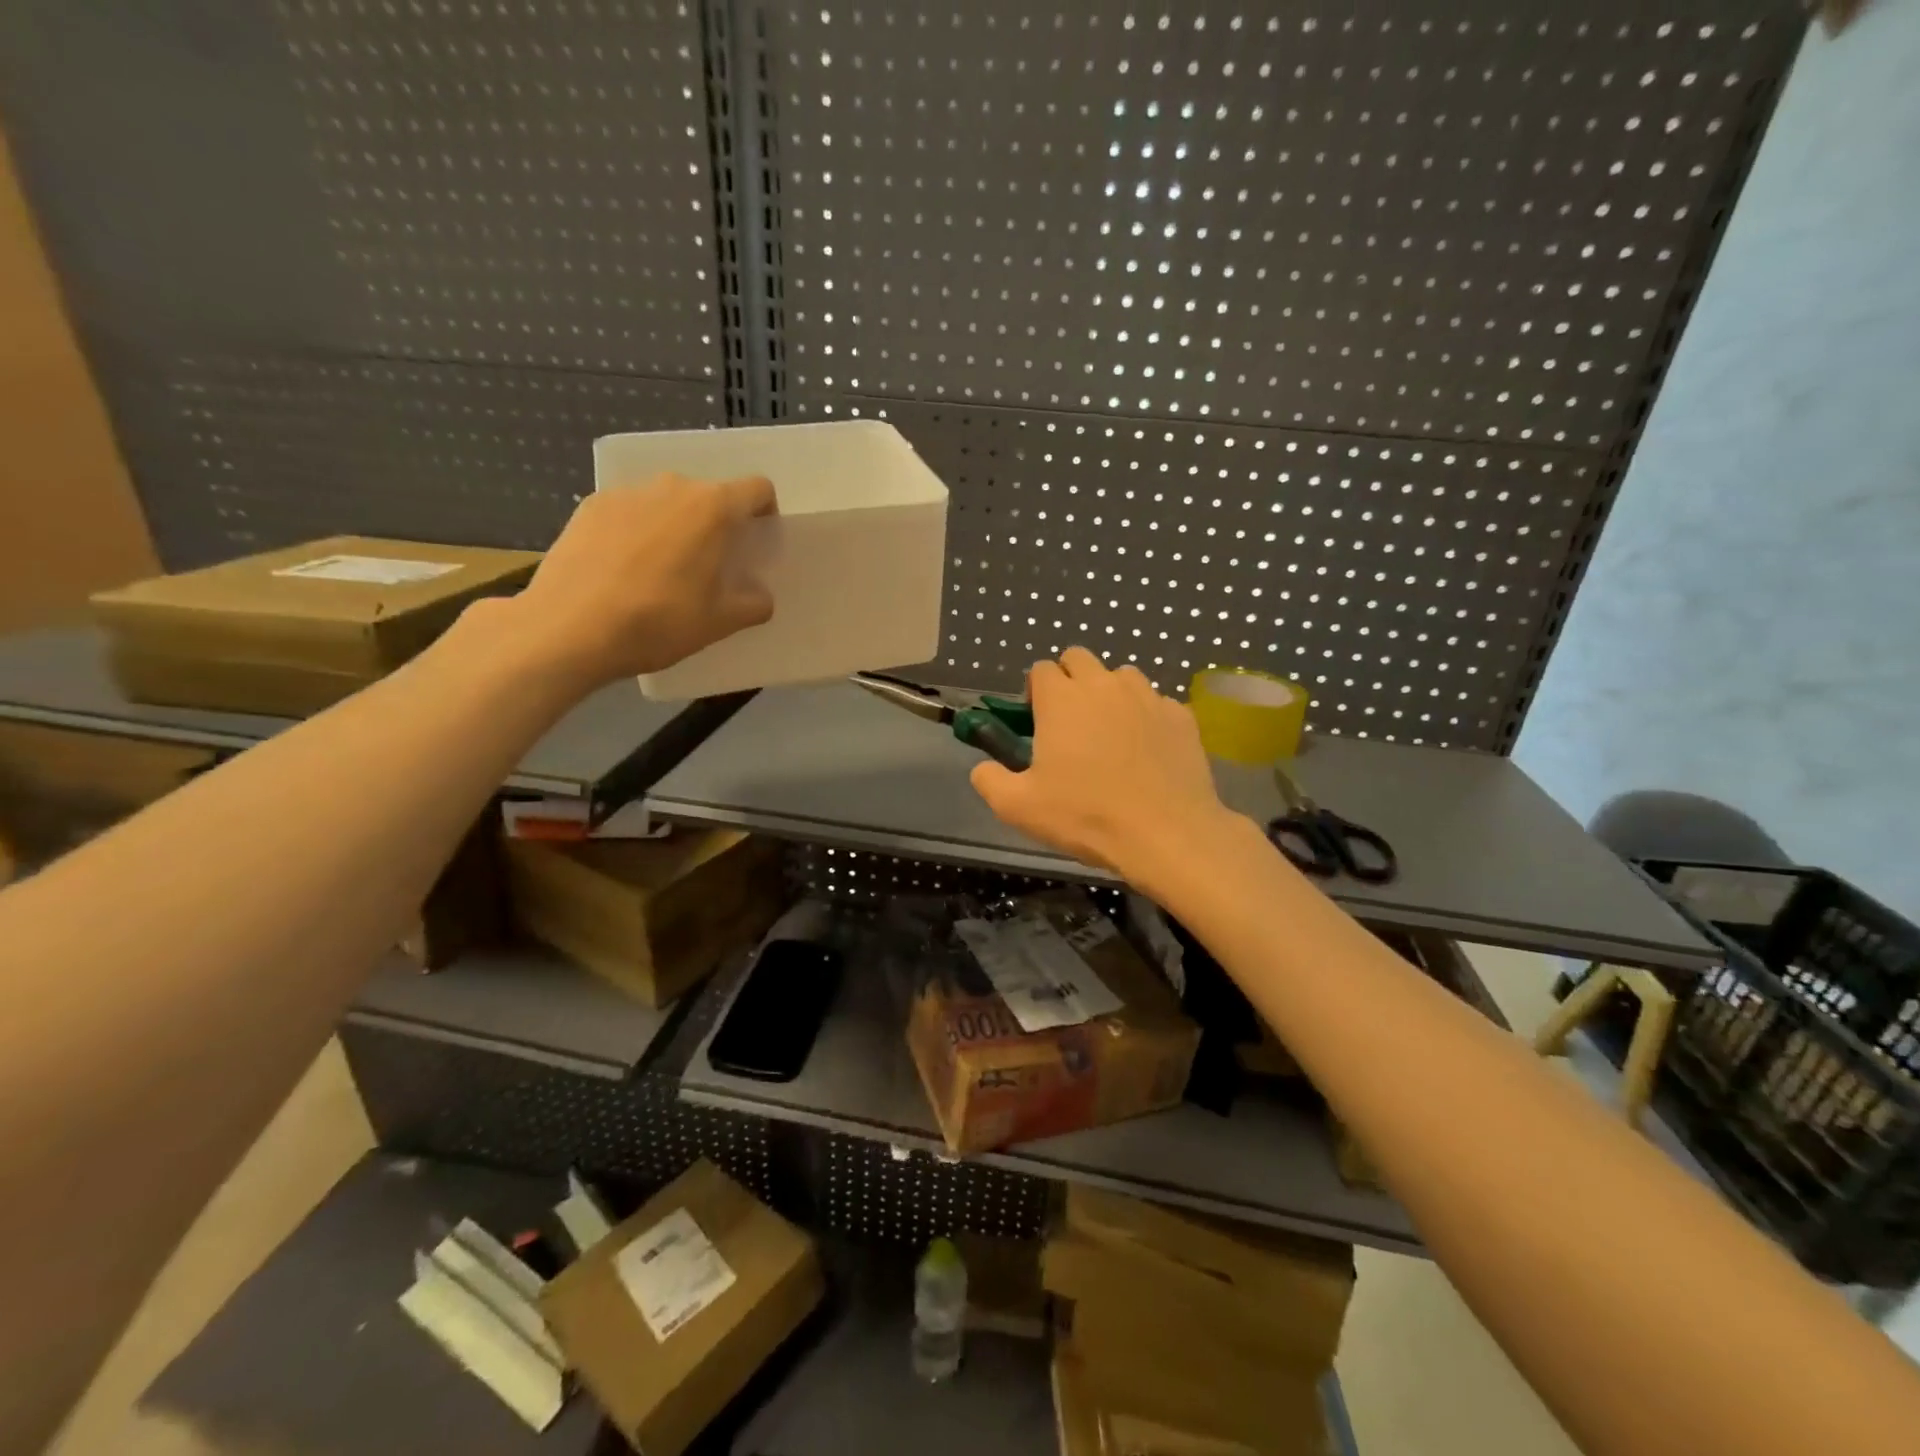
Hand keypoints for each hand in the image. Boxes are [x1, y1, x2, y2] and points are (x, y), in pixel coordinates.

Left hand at [507, 473, 776, 688]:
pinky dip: (637, 533)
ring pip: (667, 503)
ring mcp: (626, 493)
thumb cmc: (658, 622)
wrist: (569, 629)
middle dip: (717, 525)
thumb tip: (759, 596)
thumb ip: (753, 604)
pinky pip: (630, 513)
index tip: (755, 546)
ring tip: (663, 571)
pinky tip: (624, 571)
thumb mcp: (719, 622)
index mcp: (712, 508)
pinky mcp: (590, 506)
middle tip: (710, 568)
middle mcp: (671, 487)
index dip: (764, 514)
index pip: (757, 489)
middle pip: (709, 495)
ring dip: (676, 528)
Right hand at [970, 647, 1239, 882]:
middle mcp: (1104, 685)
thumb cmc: (1085, 816)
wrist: (1165, 834)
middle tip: (1069, 723)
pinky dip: (1145, 717)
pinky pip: (1156, 703)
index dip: (1035, 692)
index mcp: (1062, 699)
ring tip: (1110, 734)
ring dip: (1109, 694)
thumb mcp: (1018, 807)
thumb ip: (989, 780)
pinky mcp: (1181, 715)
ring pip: (1121, 676)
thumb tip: (983, 768)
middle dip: (1069, 680)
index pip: (1041, 669)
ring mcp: (1148, 697)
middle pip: (1079, 659)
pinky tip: (1146, 752)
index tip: (1037, 723)